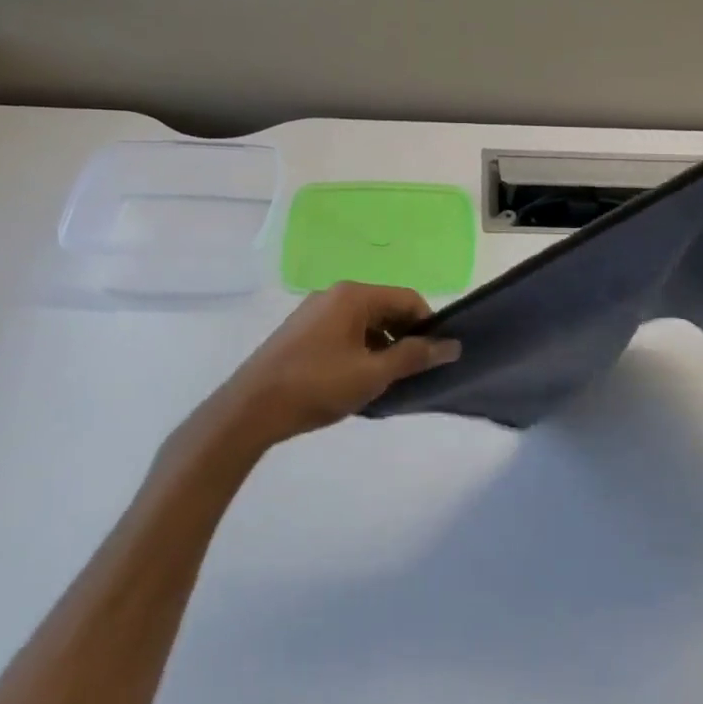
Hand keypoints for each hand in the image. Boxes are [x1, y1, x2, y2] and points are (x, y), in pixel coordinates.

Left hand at [220, 283, 460, 444]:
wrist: (250, 409)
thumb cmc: (317, 386)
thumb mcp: (372, 374)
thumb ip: (413, 357)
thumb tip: (451, 345)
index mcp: (354, 295)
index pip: (408, 298)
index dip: (428, 325)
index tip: (436, 357)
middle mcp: (334, 294)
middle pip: (386, 308)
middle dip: (405, 337)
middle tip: (413, 373)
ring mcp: (314, 311)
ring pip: (364, 322)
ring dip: (382, 347)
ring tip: (386, 382)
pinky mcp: (301, 331)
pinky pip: (343, 332)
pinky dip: (359, 350)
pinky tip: (356, 381)